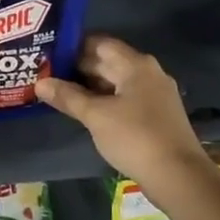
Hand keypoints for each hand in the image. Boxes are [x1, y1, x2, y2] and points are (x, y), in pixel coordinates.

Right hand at [36, 36, 210, 188]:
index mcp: (135, 64)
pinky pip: (125, 99)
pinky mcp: (156, 115)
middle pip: (108, 62)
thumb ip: (68, 97)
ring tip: (60, 92)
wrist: (178, 176)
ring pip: (116, 82)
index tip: (48, 54)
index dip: (73, 47)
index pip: (99, 43)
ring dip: (90, 86)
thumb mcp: (96, 116)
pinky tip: (86, 111)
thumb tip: (40, 83)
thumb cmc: (135, 137)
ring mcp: (155, 94)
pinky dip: (105, 101)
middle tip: (47, 74)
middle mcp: (148, 73)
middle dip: (78, 68)